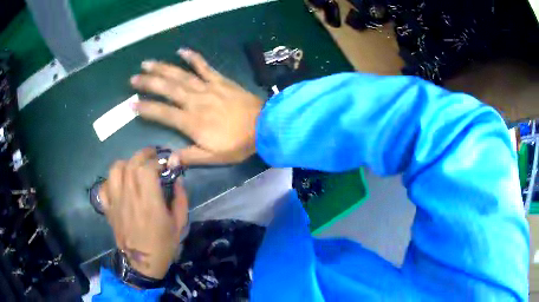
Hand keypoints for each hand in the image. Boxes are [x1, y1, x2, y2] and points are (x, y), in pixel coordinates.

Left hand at [100, 148, 187, 279]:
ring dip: (126, 164)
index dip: (157, 161)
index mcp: (150, 204)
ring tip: (134, 168)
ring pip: (115, 170)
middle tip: (152, 156)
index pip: (147, 169)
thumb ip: (180, 199)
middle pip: (131, 164)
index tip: (164, 164)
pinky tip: (120, 184)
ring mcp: (116, 203)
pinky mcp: (109, 209)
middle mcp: (130, 199)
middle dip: (143, 154)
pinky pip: (104, 187)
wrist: (142, 264)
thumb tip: (178, 179)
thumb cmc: (164, 246)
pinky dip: (111, 180)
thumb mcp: (179, 225)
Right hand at [130, 48, 262, 165]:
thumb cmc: (238, 144)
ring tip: (147, 63)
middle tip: (133, 78)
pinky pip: (204, 66)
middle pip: (167, 89)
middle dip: (148, 83)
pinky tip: (181, 50)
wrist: (264, 126)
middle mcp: (195, 101)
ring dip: (163, 68)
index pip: (162, 113)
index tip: (131, 104)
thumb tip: (167, 162)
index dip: (146, 108)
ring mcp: (208, 87)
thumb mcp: (213, 157)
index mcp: (191, 122)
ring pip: (181, 75)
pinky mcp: (220, 80)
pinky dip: (193, 57)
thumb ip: (189, 157)